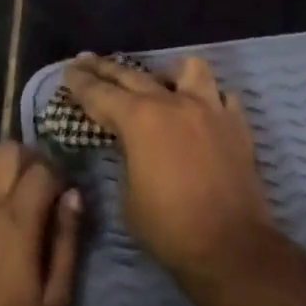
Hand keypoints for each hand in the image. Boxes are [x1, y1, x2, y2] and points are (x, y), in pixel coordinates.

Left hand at [0, 142, 81, 305]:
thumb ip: (67, 241)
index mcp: (16, 225)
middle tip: (41, 186)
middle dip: (31, 159)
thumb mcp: (57, 300)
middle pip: (7, 151)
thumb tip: (74, 196)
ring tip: (11, 191)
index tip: (66, 195)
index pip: (42, 170)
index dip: (61, 175)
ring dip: (0, 165)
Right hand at [64, 54, 282, 289]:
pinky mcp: (237, 125)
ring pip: (188, 70)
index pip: (100, 93)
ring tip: (159, 81)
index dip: (80, 82)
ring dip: (167, 73)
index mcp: (140, 119)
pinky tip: (200, 110)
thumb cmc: (168, 226)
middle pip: (134, 75)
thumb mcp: (128, 195)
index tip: (69, 70)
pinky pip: (221, 96)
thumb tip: (132, 146)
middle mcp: (174, 103)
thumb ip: (126, 159)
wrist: (229, 245)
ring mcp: (211, 109)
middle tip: (89, 61)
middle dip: (107, 68)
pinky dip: (207, 98)